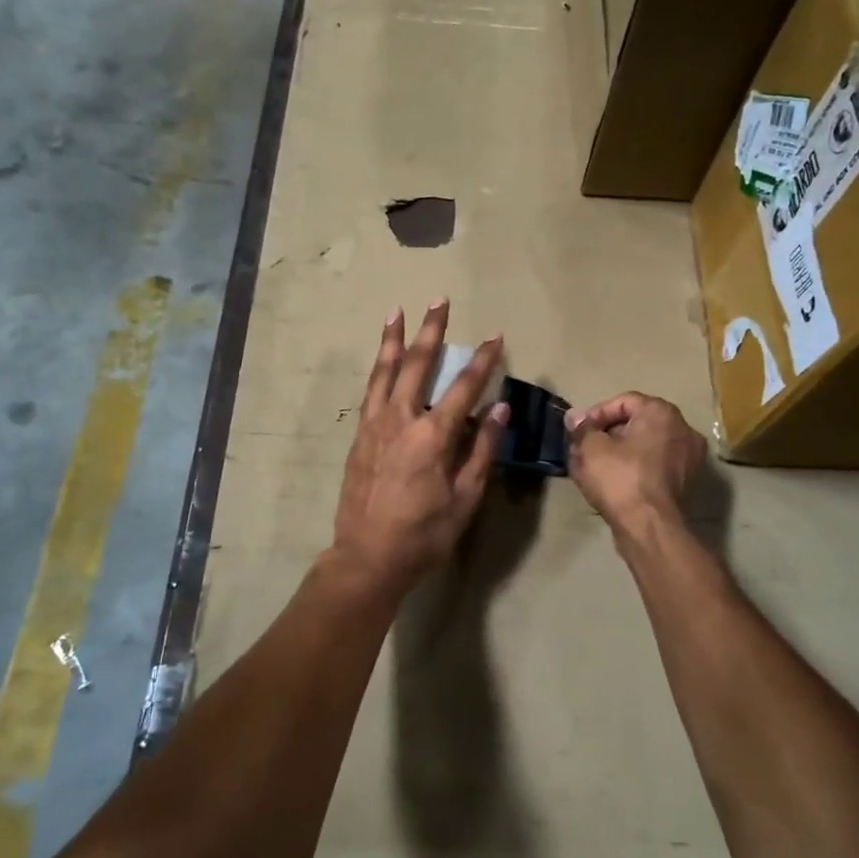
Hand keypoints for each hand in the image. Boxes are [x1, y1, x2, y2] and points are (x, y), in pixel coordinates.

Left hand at [331, 301, 508, 595]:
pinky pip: (371, 391)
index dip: (482, 360)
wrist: (367, 556)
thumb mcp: (465, 498)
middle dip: (431, 331)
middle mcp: (400, 420)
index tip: (495, 336)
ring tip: (396, 311)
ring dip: (393, 339)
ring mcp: (374, 425)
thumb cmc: (424, 533)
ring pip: (385, 371)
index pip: (463, 387)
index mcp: (432, 436)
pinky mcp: (359, 436)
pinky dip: (378, 369)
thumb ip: (482, 449)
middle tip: (439, 301)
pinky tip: (382, 360)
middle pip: (417, 365)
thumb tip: (498, 408)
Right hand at [565, 392, 704, 530]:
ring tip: (593, 465)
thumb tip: (575, 418)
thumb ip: (582, 428)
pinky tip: (612, 481)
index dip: (596, 414)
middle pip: (636, 423)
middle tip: (583, 447)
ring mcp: (689, 458)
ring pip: (645, 446)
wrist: (649, 527)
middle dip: (607, 434)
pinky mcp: (686, 483)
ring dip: (619, 451)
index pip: (623, 402)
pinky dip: (634, 468)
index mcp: (662, 412)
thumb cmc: (619, 478)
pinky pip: (654, 466)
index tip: (578, 431)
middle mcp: (682, 429)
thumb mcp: (590, 448)